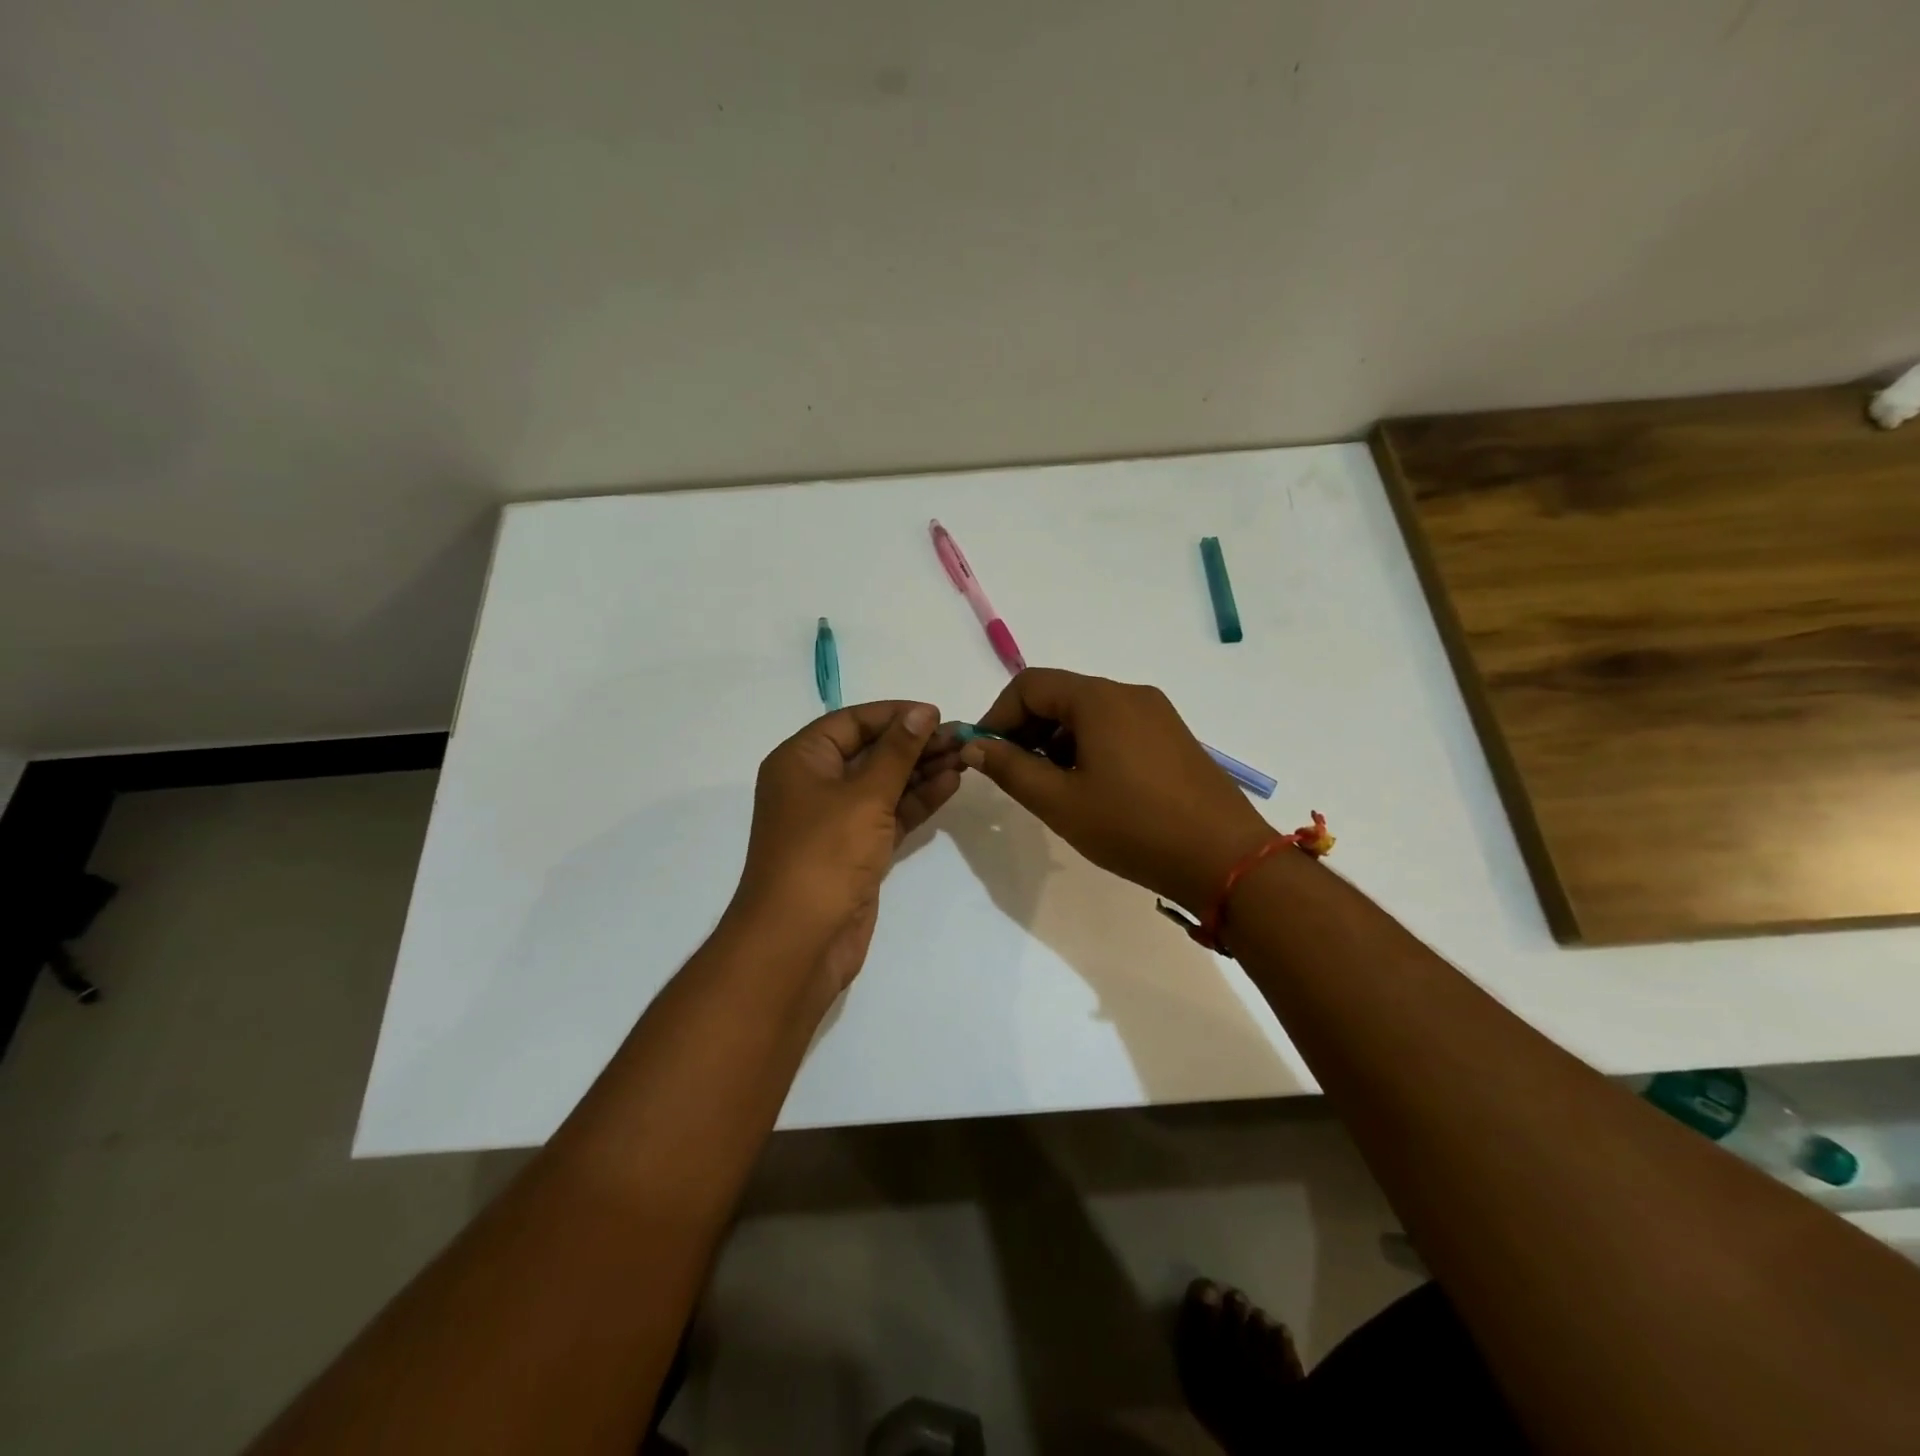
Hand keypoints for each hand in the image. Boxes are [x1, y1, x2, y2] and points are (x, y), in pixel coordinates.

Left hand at [732, 700, 960, 993]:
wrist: (799, 940)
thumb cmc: (825, 855)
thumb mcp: (865, 796)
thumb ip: (898, 752)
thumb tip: (923, 712)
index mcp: (801, 760)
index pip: (852, 722)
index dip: (895, 715)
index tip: (937, 714)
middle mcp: (815, 784)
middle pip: (870, 752)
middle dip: (914, 744)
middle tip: (961, 738)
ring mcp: (836, 820)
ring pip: (884, 784)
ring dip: (921, 771)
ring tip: (965, 757)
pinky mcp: (856, 849)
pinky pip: (889, 814)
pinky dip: (917, 800)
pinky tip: (950, 785)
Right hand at [960, 668, 1274, 911]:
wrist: (1225, 859)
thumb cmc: (1134, 828)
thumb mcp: (1059, 802)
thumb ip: (1010, 768)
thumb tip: (974, 745)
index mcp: (1099, 699)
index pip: (1029, 685)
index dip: (998, 716)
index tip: (984, 755)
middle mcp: (1129, 693)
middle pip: (1059, 695)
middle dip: (1026, 730)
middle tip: (1013, 774)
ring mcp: (1156, 713)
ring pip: (1087, 713)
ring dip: (1056, 741)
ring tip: (1051, 787)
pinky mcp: (1172, 736)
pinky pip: (1116, 727)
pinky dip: (1088, 746)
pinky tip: (1089, 787)